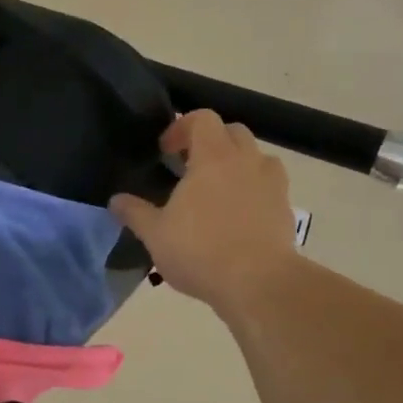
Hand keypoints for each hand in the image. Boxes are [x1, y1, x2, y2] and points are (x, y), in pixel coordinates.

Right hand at [110, 110, 299, 315]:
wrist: (259, 283)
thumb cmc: (200, 251)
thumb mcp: (155, 234)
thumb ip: (134, 213)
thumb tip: (115, 200)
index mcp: (213, 157)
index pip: (202, 118)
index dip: (181, 127)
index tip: (165, 151)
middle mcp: (247, 161)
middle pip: (232, 132)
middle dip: (210, 142)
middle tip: (189, 167)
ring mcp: (272, 184)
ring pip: (256, 157)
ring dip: (236, 164)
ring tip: (217, 191)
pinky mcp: (286, 209)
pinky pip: (269, 186)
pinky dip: (253, 190)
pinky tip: (237, 217)